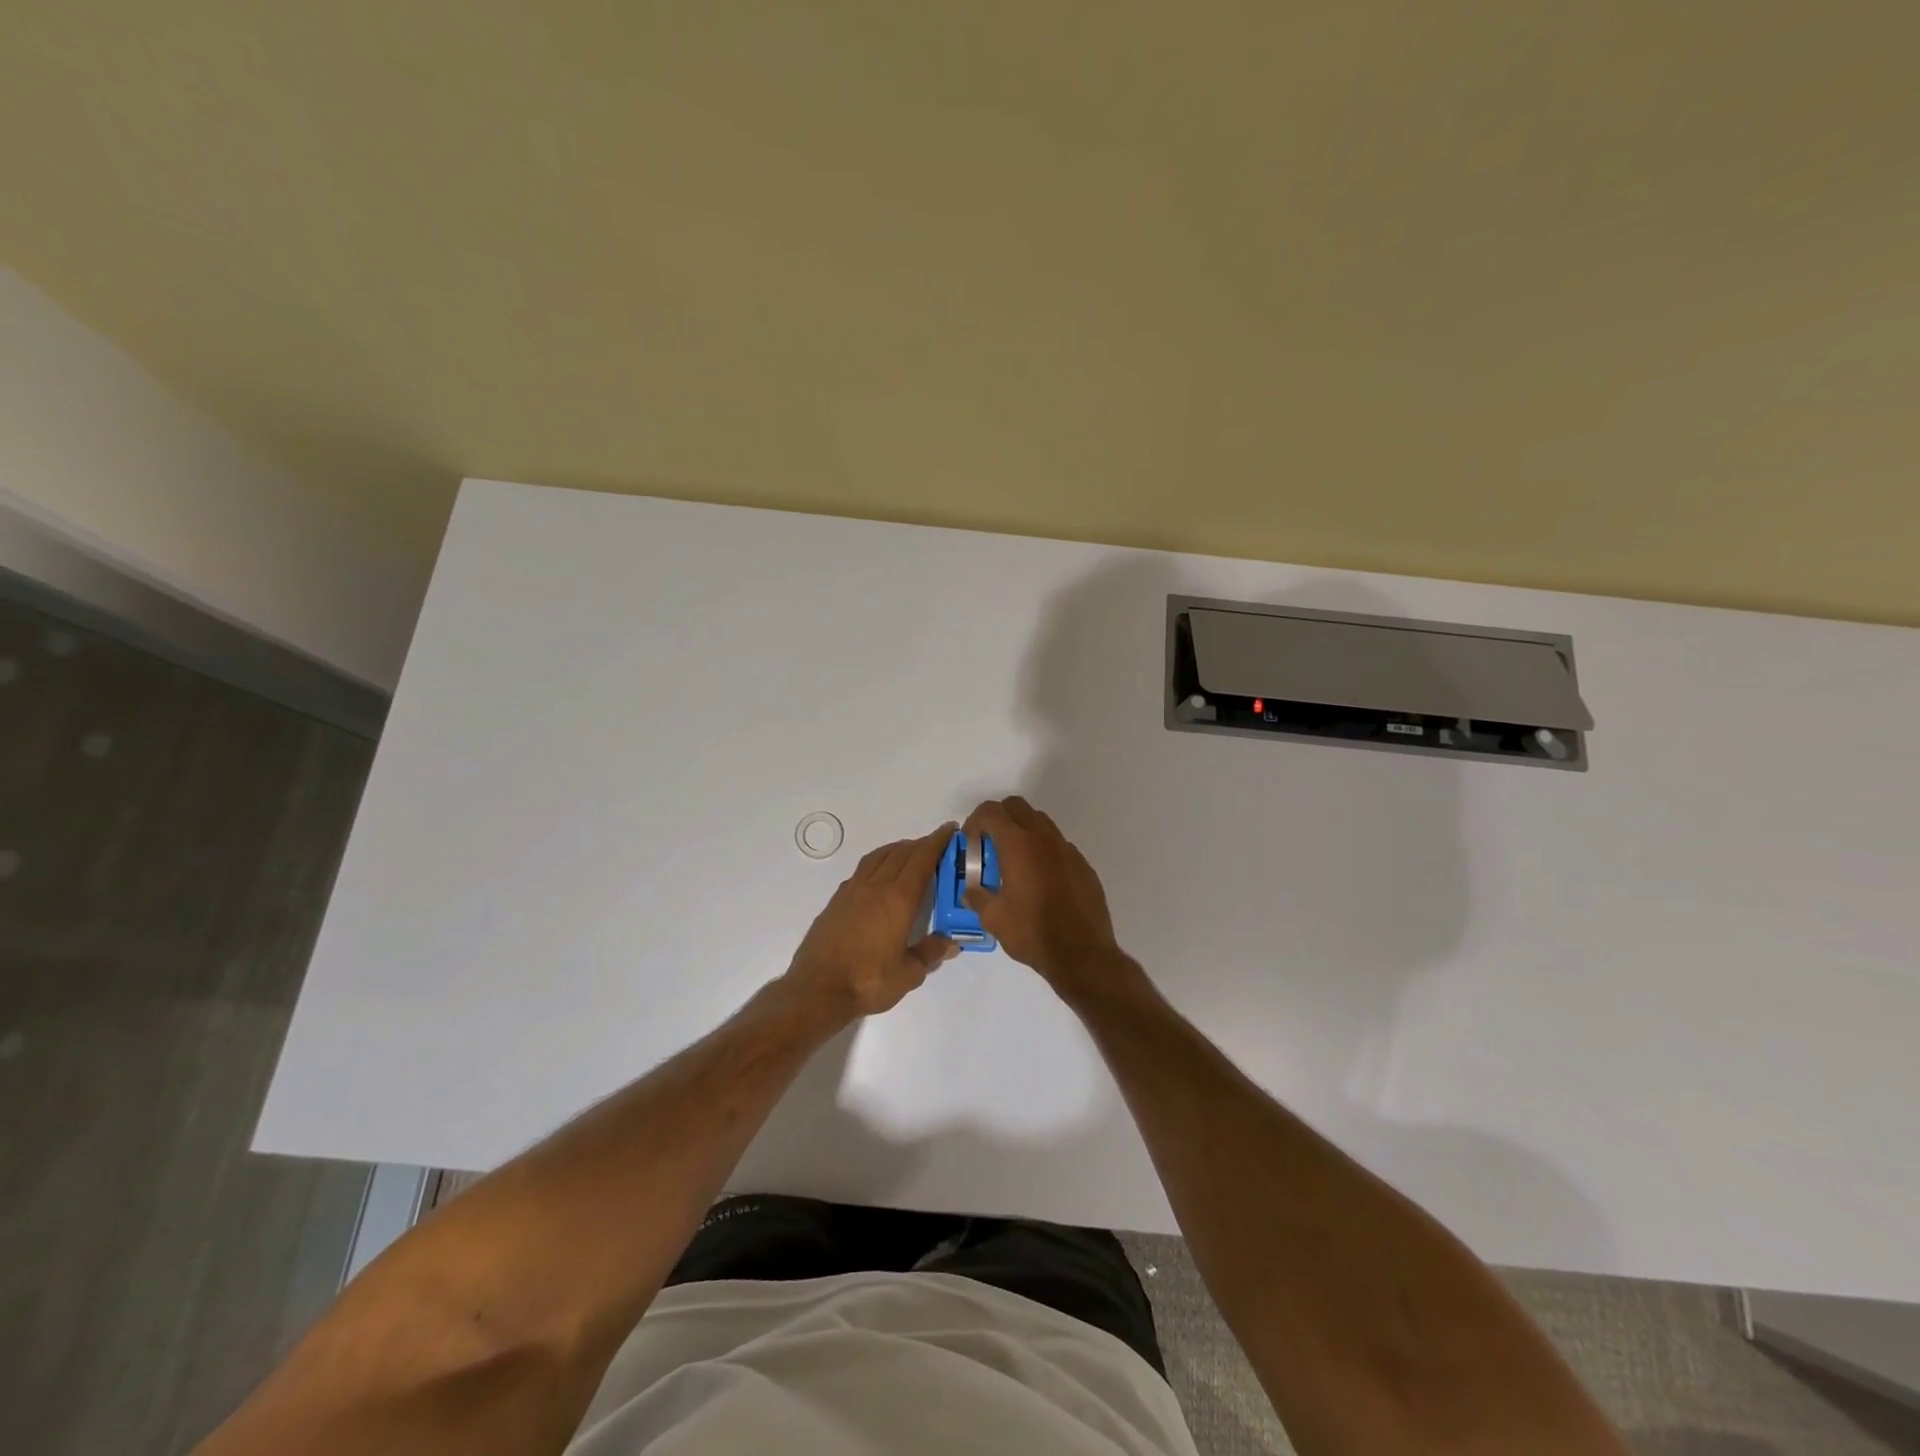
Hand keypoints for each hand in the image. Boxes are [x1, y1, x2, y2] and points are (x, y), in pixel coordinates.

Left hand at [784, 824, 960, 1017]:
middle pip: (901, 853)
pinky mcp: (837, 900)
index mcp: (899, 899)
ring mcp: (853, 891)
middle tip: (935, 845)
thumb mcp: (909, 974)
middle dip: (920, 844)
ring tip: (908, 853)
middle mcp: (876, 886)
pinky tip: (879, 875)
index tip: (949, 830)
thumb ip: (931, 953)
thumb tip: (952, 943)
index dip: (937, 841)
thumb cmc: (868, 981)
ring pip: (879, 857)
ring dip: (897, 849)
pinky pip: (862, 870)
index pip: (922, 859)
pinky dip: (878, 862)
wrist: (817, 988)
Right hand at [962, 797, 1125, 993]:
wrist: (1082, 954)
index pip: (991, 811)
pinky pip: (1058, 845)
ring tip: (1014, 862)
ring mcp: (1067, 849)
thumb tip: (970, 890)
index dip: (975, 822)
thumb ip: (977, 896)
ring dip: (1022, 831)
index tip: (971, 844)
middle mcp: (1044, 838)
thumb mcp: (993, 918)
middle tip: (989, 846)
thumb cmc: (1032, 933)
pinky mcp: (1083, 864)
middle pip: (1017, 806)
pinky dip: (1043, 851)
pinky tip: (1040, 880)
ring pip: (1040, 822)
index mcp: (1018, 845)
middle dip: (998, 819)